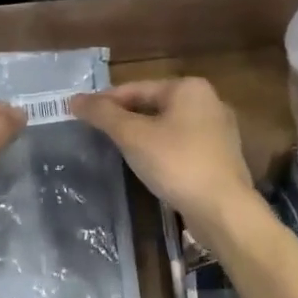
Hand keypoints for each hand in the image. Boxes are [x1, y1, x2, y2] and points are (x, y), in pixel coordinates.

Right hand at [70, 78, 256, 226]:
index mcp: (188, 88)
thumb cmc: (176, 163)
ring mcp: (219, 130)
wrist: (223, 210)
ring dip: (142, 135)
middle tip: (97, 133)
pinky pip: (182, 145)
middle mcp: (208, 101)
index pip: (135, 88)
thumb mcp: (132, 136)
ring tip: (117, 149)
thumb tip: (74, 99)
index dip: (105, 101)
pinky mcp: (221, 157)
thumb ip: (103, 115)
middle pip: (153, 105)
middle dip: (124, 118)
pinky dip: (162, 150)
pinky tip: (148, 165)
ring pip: (168, 126)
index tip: (81, 114)